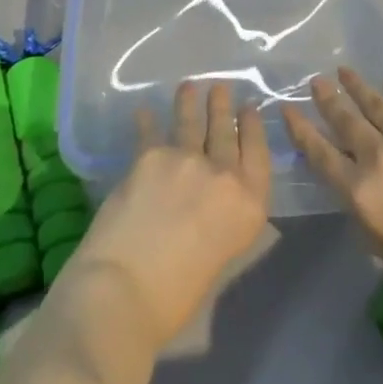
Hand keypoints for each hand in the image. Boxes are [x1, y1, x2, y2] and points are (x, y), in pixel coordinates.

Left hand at [66, 81, 271, 348]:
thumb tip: (209, 201)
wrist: (125, 291)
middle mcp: (223, 174)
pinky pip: (150, 131)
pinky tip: (144, 110)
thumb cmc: (176, 296)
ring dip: (190, 102)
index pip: (257, 153)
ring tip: (189, 87)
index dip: (253, 127)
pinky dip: (147, 120)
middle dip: (223, 107)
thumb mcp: (220, 255)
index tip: (250, 108)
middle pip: (225, 131)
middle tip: (221, 88)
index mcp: (249, 205)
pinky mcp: (149, 155)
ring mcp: (185, 159)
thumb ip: (221, 217)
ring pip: (191, 122)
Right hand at [283, 68, 382, 311]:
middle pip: (344, 121)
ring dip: (356, 87)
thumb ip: (369, 222)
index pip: (320, 155)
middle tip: (315, 81)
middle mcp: (378, 156)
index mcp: (361, 193)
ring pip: (373, 104)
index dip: (301, 132)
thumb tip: (360, 197)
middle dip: (326, 100)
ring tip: (343, 71)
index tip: (287, 111)